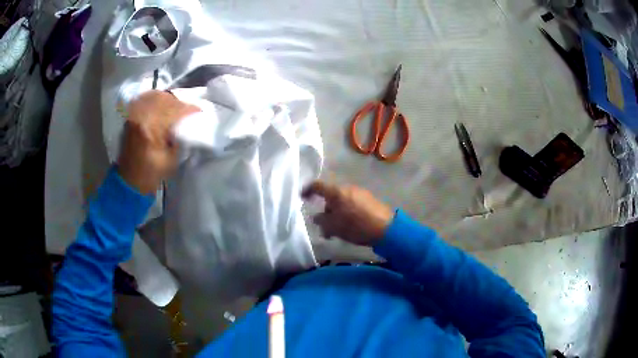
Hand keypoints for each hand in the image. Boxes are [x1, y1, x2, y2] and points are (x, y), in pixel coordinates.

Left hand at [117, 90, 199, 193]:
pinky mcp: (129, 118)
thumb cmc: (151, 174)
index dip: (189, 109)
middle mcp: (140, 117)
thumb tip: (185, 124)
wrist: (129, 181)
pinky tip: (161, 108)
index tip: (199, 111)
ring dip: (166, 100)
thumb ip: (178, 138)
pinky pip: (144, 101)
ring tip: (174, 108)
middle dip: (178, 103)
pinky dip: (155, 101)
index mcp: (151, 128)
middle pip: (164, 98)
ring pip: (153, 96)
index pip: (174, 110)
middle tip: (186, 110)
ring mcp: (133, 115)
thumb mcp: (171, 160)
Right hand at [302, 181, 394, 245]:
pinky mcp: (369, 199)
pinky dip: (347, 212)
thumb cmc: (356, 226)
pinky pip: (352, 203)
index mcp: (336, 192)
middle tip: (325, 226)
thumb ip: (321, 221)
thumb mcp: (334, 227)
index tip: (302, 198)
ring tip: (338, 230)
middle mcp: (347, 188)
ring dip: (337, 213)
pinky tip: (350, 226)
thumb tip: (316, 217)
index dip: (307, 190)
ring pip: (342, 201)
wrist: (386, 228)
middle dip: (325, 210)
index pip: (317, 185)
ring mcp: (359, 192)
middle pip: (331, 196)